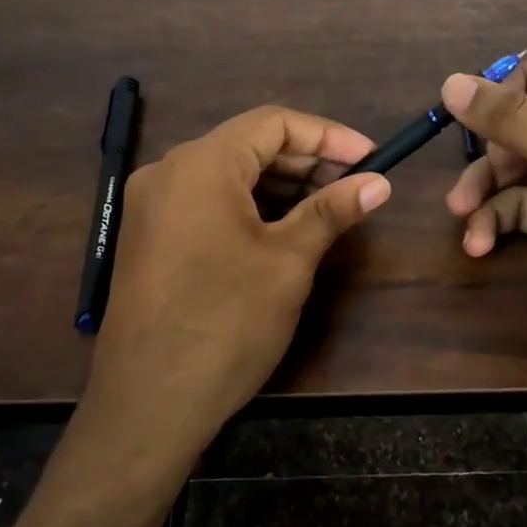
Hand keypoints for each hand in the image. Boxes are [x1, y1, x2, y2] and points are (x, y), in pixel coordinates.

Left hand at [85, 106, 391, 458]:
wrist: (149, 403)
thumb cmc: (227, 323)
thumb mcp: (288, 262)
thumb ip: (331, 211)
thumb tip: (379, 182)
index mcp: (201, 164)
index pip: (273, 123)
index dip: (328, 135)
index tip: (370, 158)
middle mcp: (168, 172)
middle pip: (247, 144)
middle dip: (306, 160)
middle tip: (354, 184)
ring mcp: (151, 206)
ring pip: (227, 174)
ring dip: (279, 184)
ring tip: (327, 207)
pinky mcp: (148, 238)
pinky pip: (205, 202)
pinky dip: (248, 205)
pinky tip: (282, 228)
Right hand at [443, 51, 526, 379]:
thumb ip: (515, 121)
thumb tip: (451, 82)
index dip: (519, 83)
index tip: (478, 108)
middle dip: (497, 144)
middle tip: (474, 167)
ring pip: (526, 166)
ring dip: (489, 186)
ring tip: (460, 210)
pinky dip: (500, 219)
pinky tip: (479, 242)